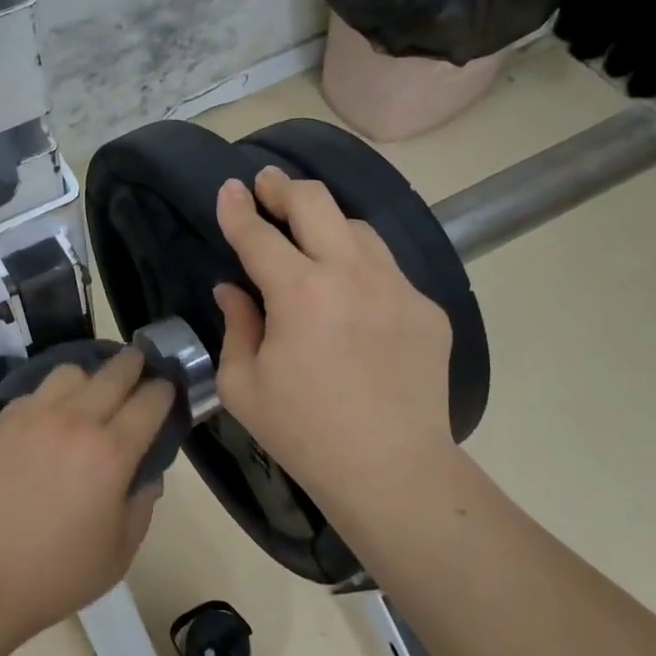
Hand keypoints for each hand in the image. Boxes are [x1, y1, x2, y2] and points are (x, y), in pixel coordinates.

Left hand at [0, 349, 174, 639]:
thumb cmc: (57, 574)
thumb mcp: (120, 551)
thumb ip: (142, 503)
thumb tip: (146, 473)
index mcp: (111, 453)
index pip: (149, 401)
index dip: (164, 391)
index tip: (167, 390)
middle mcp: (75, 421)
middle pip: (114, 373)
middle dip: (134, 364)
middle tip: (139, 365)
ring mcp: (32, 416)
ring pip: (70, 372)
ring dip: (89, 377)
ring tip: (90, 394)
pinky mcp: (0, 422)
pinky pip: (35, 393)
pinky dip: (51, 397)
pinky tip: (49, 420)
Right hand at [213, 167, 457, 520]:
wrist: (391, 470)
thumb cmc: (303, 433)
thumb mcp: (243, 385)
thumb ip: (236, 326)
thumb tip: (233, 289)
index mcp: (300, 293)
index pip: (259, 235)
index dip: (238, 209)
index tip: (228, 189)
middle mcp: (352, 275)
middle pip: (317, 203)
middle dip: (284, 187)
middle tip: (267, 186)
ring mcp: (397, 288)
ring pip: (358, 228)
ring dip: (326, 222)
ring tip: (309, 236)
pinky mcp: (427, 309)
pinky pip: (387, 270)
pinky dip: (360, 267)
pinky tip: (351, 295)